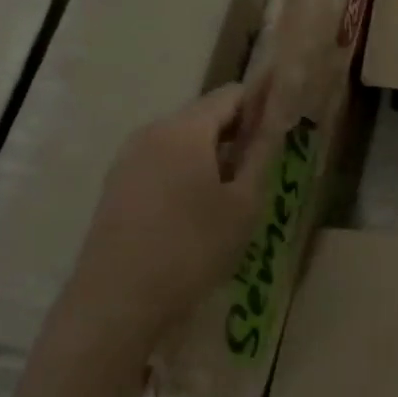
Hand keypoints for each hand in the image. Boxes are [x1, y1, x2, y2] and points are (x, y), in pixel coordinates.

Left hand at [57, 81, 270, 358]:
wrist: (117, 302)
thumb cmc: (192, 248)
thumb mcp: (243, 204)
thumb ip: (262, 153)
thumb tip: (275, 118)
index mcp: (184, 128)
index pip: (231, 94)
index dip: (261, 107)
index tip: (281, 134)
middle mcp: (151, 131)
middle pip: (204, 116)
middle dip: (236, 135)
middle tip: (262, 172)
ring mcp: (128, 158)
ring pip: (182, 142)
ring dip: (211, 157)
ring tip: (231, 198)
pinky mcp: (116, 186)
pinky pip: (160, 163)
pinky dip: (185, 173)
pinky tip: (196, 213)